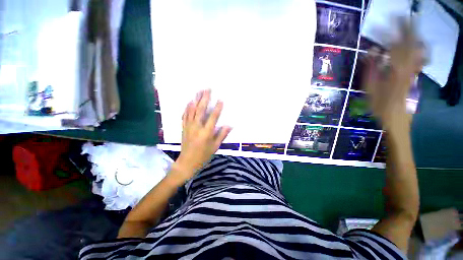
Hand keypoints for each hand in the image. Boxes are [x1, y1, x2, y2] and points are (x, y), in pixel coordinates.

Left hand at [171, 90, 231, 180]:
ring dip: (196, 100)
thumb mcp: (215, 147)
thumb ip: (222, 135)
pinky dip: (187, 107)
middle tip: (207, 89)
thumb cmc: (203, 155)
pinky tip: (189, 101)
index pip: (213, 117)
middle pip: (200, 110)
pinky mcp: (184, 127)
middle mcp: (196, 127)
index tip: (220, 100)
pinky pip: (185, 115)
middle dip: (204, 98)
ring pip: (192, 110)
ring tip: (199, 91)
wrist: (187, 162)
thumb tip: (229, 125)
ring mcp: (188, 126)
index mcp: (206, 133)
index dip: (217, 108)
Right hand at [363, 21, 422, 133]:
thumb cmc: (381, 107)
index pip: (395, 45)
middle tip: (401, 15)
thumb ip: (371, 70)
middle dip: (406, 28)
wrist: (397, 120)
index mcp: (396, 70)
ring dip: (414, 35)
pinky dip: (419, 48)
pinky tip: (417, 43)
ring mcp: (413, 71)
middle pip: (410, 43)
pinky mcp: (414, 75)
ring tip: (410, 24)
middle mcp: (408, 67)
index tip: (385, 21)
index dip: (391, 32)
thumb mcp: (371, 90)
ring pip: (417, 49)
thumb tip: (372, 52)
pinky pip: (419, 58)